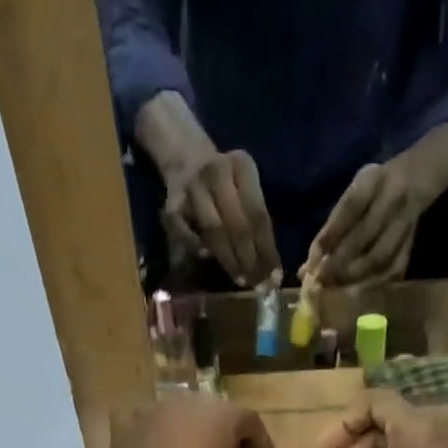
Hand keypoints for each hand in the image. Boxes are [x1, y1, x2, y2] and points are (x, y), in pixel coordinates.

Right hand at [162, 146, 280, 287]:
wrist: (186, 160)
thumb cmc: (226, 183)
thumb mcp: (246, 188)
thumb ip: (256, 220)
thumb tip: (268, 269)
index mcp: (241, 165)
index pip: (258, 214)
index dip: (267, 250)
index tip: (274, 278)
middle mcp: (217, 172)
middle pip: (237, 224)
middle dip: (250, 260)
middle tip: (258, 286)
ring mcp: (192, 188)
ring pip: (214, 231)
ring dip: (229, 261)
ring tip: (242, 280)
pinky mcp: (172, 205)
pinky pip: (189, 236)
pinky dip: (200, 250)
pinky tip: (209, 260)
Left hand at [307, 160, 423, 285]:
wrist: (417, 177)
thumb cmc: (374, 190)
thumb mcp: (354, 194)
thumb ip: (332, 227)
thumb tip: (306, 269)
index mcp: (374, 180)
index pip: (351, 207)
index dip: (331, 235)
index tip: (313, 260)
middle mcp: (393, 197)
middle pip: (365, 234)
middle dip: (339, 262)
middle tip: (321, 281)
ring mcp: (406, 220)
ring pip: (380, 256)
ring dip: (355, 276)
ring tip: (336, 287)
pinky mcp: (412, 242)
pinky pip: (394, 268)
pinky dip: (373, 283)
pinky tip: (358, 291)